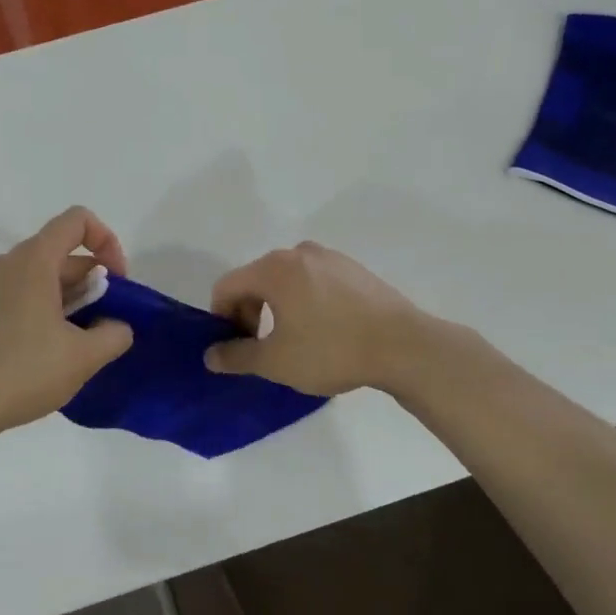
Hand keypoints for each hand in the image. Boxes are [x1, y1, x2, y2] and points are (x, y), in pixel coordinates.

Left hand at [0, 207, 135, 443]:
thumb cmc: (24, 371)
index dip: (107, 242)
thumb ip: (115, 333)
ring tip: (80, 342)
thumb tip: (117, 326)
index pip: (77, 221)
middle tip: (104, 324)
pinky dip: (46, 309)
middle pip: (62, 252)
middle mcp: (8, 263)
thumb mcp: (84, 356)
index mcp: (33, 260)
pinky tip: (50, 351)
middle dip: (93, 281)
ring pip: (42, 276)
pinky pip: (22, 294)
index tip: (117, 283)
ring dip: (72, 299)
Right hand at [204, 242, 426, 396]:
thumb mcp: (276, 361)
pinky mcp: (354, 269)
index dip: (221, 318)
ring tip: (295, 341)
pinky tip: (324, 330)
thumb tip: (211, 355)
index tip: (235, 347)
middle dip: (250, 312)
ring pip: (287, 280)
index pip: (227, 286)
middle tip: (262, 347)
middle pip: (256, 279)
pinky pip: (314, 281)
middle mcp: (299, 253)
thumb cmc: (332, 350)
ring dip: (278, 307)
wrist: (404, 346)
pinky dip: (306, 301)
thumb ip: (237, 356)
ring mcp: (330, 258)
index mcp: (274, 268)